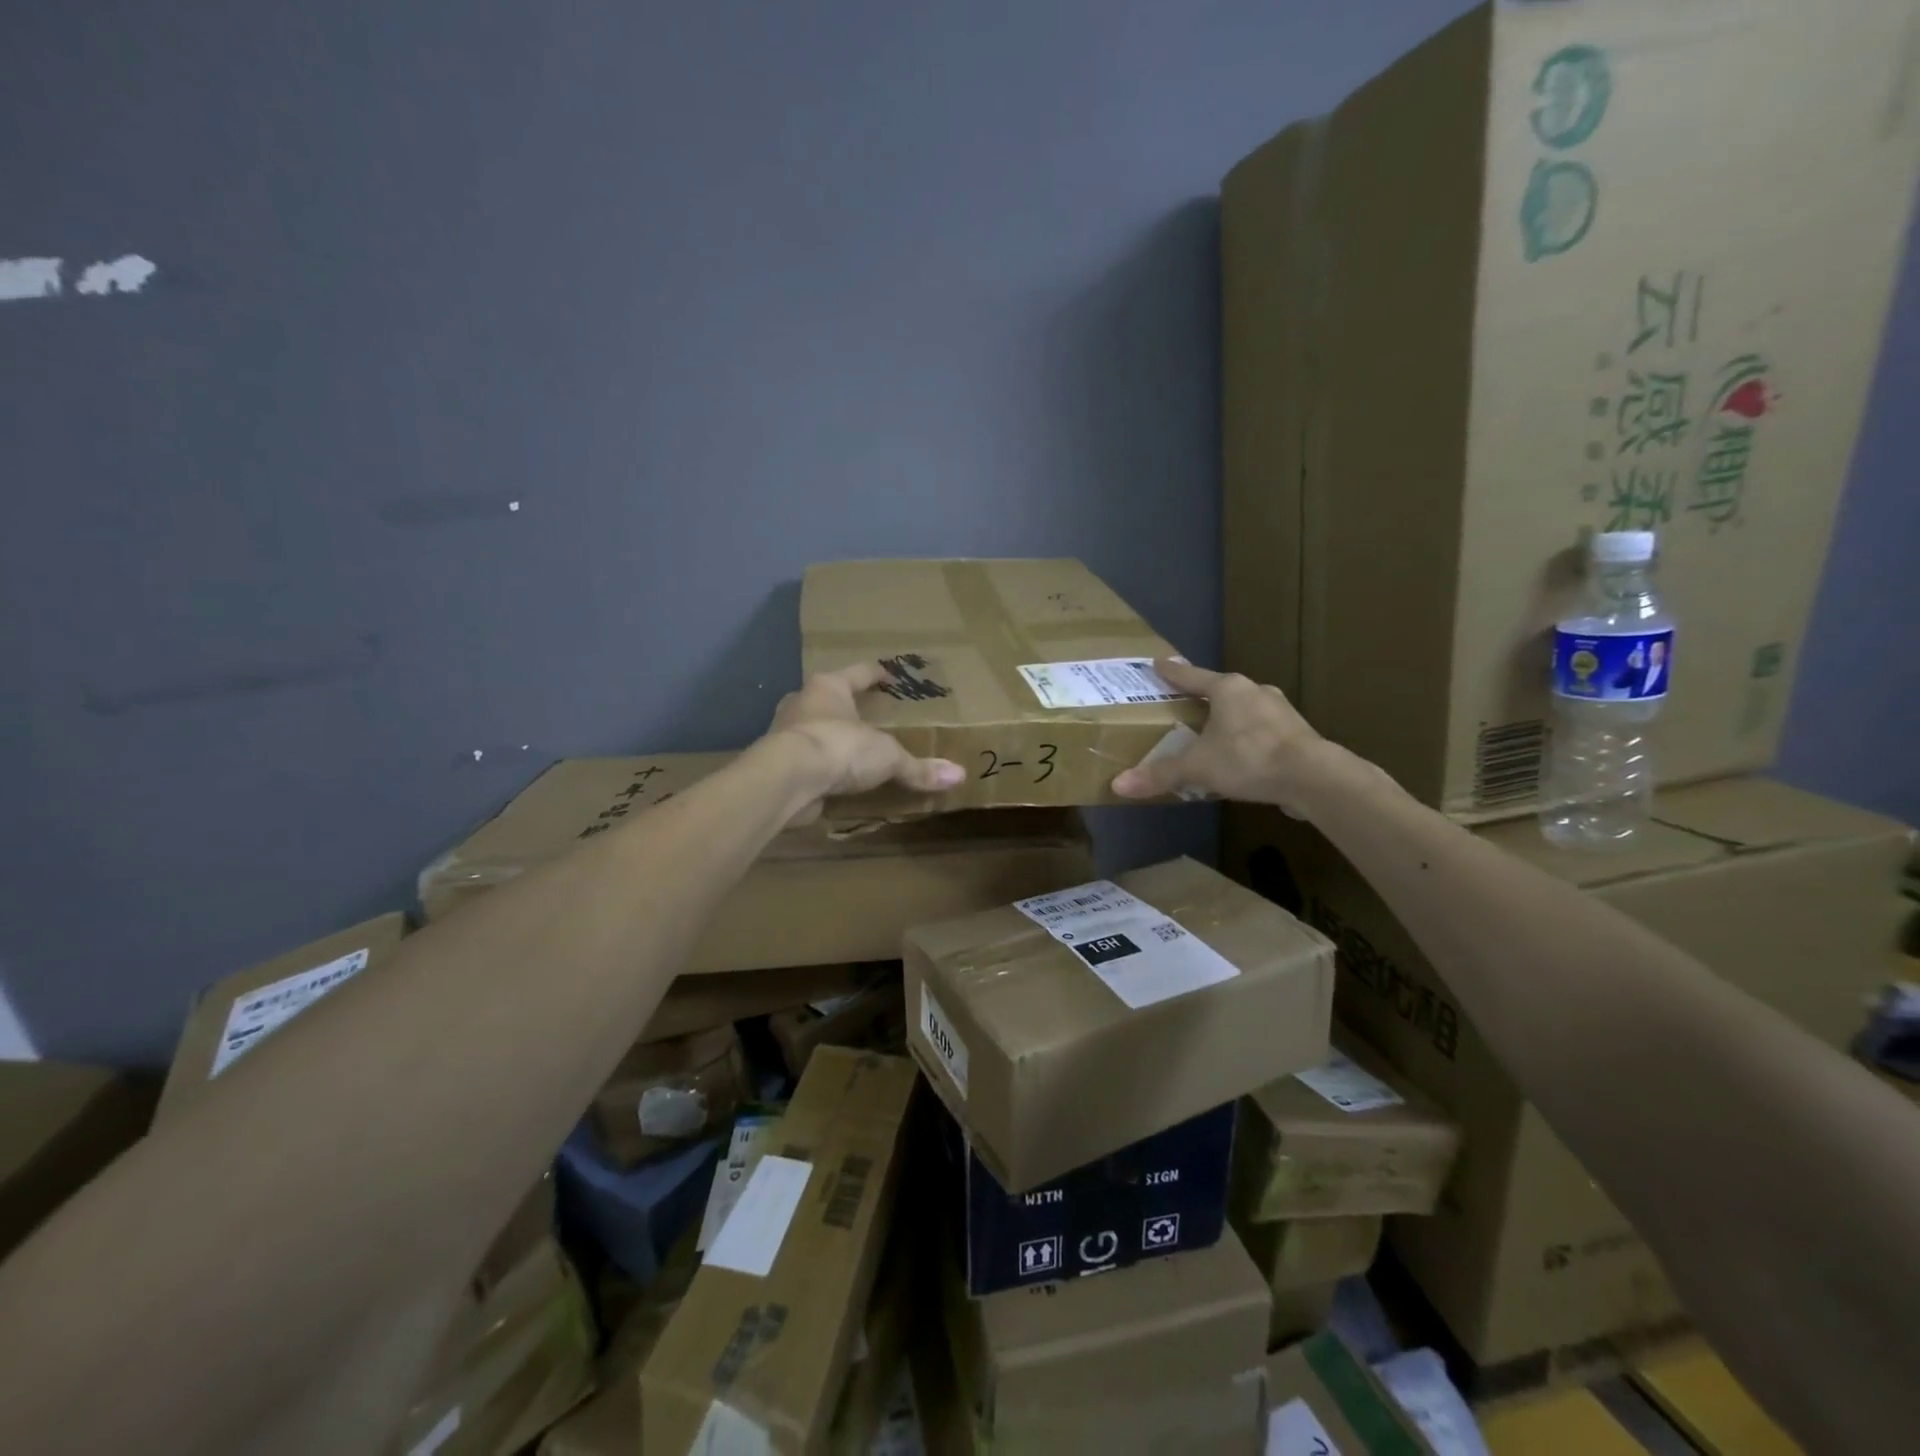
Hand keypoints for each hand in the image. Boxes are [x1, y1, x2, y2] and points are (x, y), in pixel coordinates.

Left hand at [765, 663, 964, 822]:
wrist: (786, 779)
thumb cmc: (839, 747)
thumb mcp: (888, 757)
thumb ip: (919, 767)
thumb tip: (959, 775)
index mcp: (829, 687)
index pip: (858, 673)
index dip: (876, 675)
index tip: (891, 677)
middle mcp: (802, 703)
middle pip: (830, 699)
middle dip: (848, 707)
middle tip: (870, 717)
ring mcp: (784, 733)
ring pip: (813, 729)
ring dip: (830, 738)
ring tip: (853, 750)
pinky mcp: (777, 764)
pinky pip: (806, 761)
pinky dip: (820, 768)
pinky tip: (834, 780)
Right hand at [1111, 659, 1331, 814]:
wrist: (1313, 776)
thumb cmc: (1248, 758)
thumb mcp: (1197, 767)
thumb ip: (1159, 774)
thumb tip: (1118, 785)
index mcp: (1228, 689)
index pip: (1191, 676)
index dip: (1172, 672)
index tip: (1157, 663)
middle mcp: (1254, 691)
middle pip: (1221, 691)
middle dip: (1203, 698)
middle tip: (1184, 705)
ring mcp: (1280, 711)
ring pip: (1244, 710)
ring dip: (1228, 719)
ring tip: (1212, 734)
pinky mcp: (1297, 733)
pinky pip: (1262, 731)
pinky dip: (1248, 739)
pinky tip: (1242, 756)